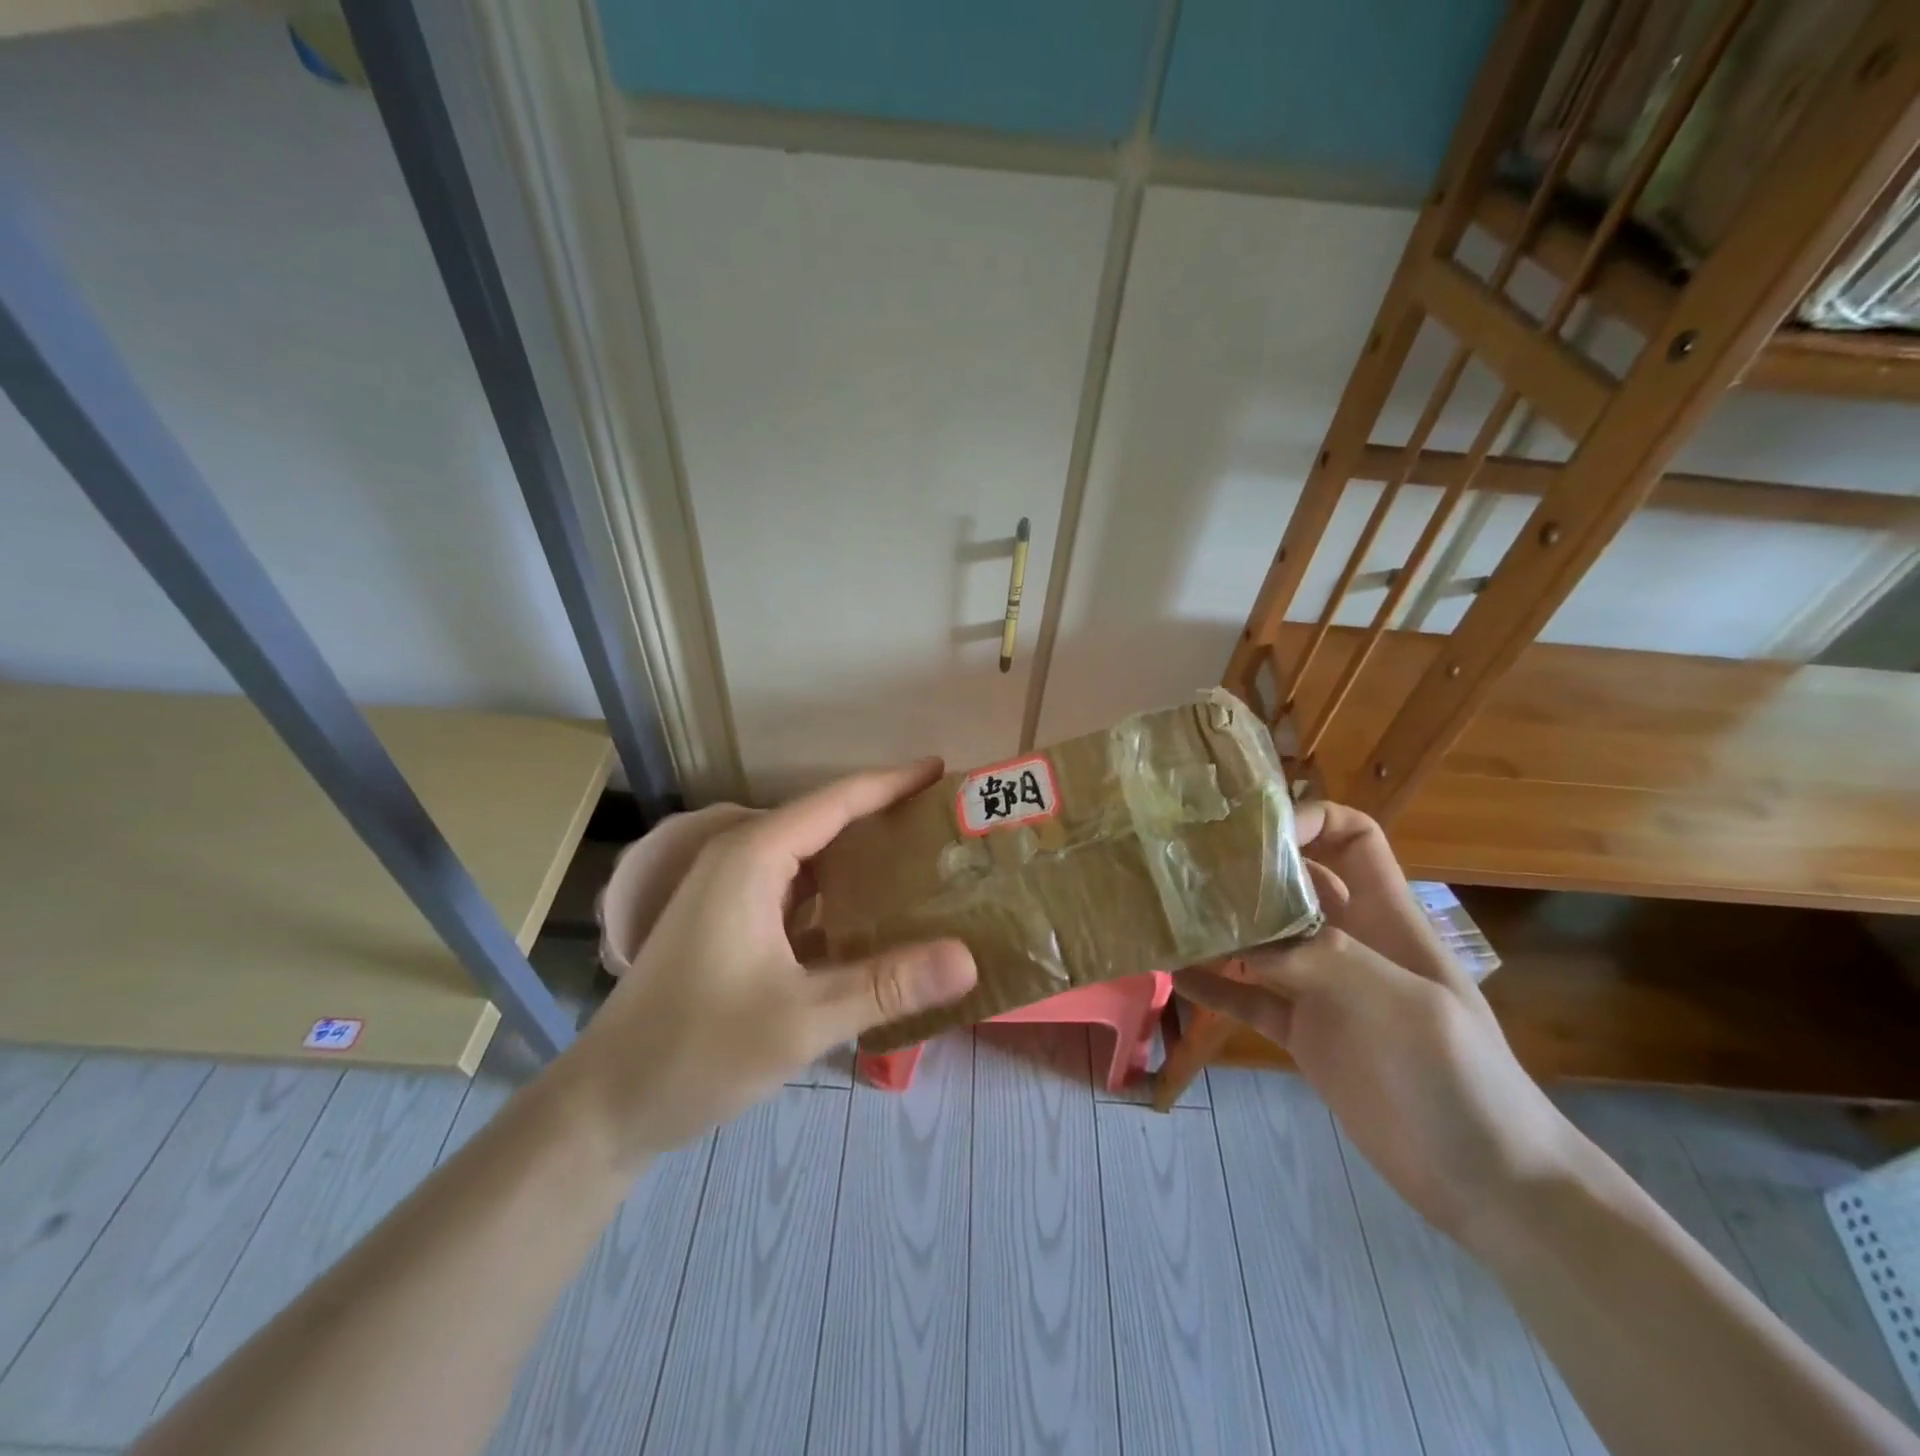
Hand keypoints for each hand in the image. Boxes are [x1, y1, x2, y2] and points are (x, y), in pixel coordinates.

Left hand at [555, 760, 976, 1166]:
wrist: (606, 1105)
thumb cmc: (697, 1050)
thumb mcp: (801, 1020)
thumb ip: (887, 985)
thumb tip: (969, 959)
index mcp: (752, 859)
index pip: (836, 801)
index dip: (891, 782)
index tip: (941, 770)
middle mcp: (740, 861)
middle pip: (824, 822)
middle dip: (884, 818)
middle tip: (947, 826)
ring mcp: (731, 893)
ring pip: (811, 859)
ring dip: (862, 858)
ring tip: (925, 864)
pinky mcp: (730, 925)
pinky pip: (797, 892)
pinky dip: (839, 896)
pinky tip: (876, 919)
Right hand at [1182, 803, 1584, 1247]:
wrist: (1486, 1182)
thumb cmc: (1457, 1077)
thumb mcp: (1400, 1004)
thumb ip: (1323, 959)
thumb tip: (1242, 939)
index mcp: (1386, 918)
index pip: (1353, 839)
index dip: (1310, 820)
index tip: (1254, 833)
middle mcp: (1349, 942)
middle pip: (1295, 884)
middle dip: (1247, 870)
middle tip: (1187, 869)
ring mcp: (1323, 989)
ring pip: (1263, 941)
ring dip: (1222, 928)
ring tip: (1169, 916)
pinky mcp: (1303, 1034)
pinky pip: (1249, 998)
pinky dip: (1215, 986)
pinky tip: (1174, 974)